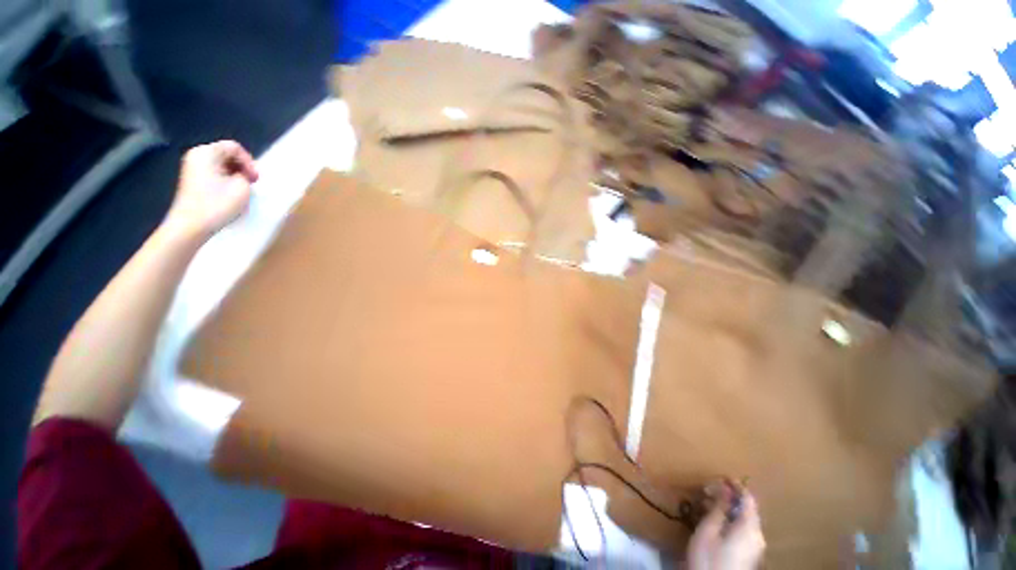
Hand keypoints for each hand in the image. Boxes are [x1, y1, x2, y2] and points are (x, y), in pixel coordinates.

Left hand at [164, 141, 259, 238]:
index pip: (234, 147)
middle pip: (226, 154)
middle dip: (242, 167)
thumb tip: (242, 174)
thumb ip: (246, 174)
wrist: (192, 225)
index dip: (249, 161)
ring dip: (235, 175)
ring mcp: (192, 168)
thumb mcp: (241, 186)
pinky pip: (214, 173)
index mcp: (207, 152)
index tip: (254, 179)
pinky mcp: (192, 180)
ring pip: (221, 164)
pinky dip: (225, 180)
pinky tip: (230, 194)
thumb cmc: (218, 204)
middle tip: (251, 183)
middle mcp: (197, 155)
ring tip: (242, 189)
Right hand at [688, 484, 765, 569]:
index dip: (736, 485)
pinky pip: (743, 529)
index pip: (748, 499)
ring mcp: (755, 546)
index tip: (721, 476)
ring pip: (744, 519)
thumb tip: (725, 488)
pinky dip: (730, 519)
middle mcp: (758, 535)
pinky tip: (715, 519)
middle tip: (708, 489)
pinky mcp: (749, 553)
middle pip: (747, 509)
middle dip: (729, 496)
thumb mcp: (709, 530)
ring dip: (728, 508)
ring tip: (707, 502)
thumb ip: (719, 508)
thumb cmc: (710, 557)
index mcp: (750, 528)